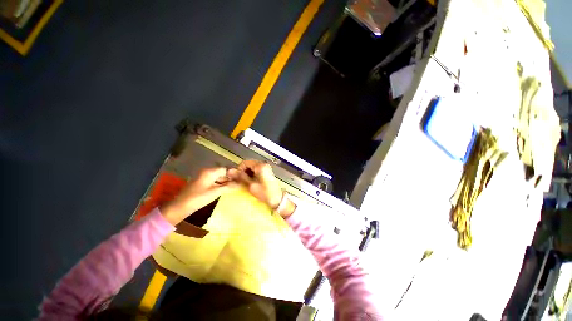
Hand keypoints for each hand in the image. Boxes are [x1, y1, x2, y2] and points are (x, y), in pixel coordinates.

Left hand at [160, 167, 235, 225]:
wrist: (180, 207)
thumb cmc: (198, 198)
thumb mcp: (215, 192)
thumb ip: (228, 187)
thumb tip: (240, 183)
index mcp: (210, 172)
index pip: (226, 169)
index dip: (234, 173)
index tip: (242, 178)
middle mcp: (207, 172)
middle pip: (222, 172)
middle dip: (231, 177)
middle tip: (240, 183)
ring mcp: (204, 177)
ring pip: (219, 177)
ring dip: (226, 181)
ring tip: (235, 186)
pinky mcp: (202, 183)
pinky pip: (214, 181)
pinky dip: (221, 184)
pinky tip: (226, 188)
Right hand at [227, 160, 295, 217]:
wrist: (277, 200)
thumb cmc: (264, 193)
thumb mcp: (251, 185)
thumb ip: (241, 177)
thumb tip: (230, 171)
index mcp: (260, 166)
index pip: (245, 163)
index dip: (239, 170)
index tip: (236, 178)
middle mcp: (264, 164)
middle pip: (249, 164)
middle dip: (243, 172)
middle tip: (240, 181)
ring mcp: (266, 168)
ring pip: (252, 168)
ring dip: (247, 174)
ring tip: (246, 183)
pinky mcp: (267, 172)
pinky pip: (257, 170)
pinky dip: (252, 175)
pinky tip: (252, 182)